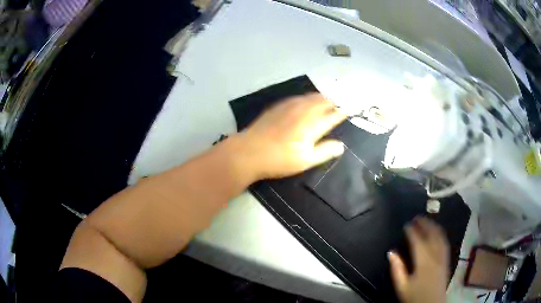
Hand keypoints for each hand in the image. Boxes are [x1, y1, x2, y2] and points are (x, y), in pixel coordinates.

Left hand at [233, 93, 345, 180]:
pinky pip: (298, 97)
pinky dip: (307, 97)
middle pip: (323, 101)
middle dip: (333, 101)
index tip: (350, 109)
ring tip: (327, 98)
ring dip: (321, 97)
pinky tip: (306, 100)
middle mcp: (303, 111)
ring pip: (310, 97)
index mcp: (313, 125)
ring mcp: (290, 106)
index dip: (342, 112)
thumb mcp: (305, 160)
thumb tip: (341, 145)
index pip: (333, 115)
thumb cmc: (279, 159)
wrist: (250, 151)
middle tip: (340, 102)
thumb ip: (325, 151)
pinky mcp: (278, 106)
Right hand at [388, 217, 449, 302]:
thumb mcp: (402, 287)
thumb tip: (391, 252)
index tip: (406, 224)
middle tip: (416, 217)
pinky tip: (437, 232)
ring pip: (440, 236)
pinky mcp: (446, 260)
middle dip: (425, 224)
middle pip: (432, 235)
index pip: (418, 241)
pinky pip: (445, 242)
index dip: (412, 231)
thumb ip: (397, 269)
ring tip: (427, 221)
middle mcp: (435, 256)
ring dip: (434, 226)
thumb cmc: (415, 297)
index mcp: (423, 262)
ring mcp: (442, 257)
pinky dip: (440, 233)